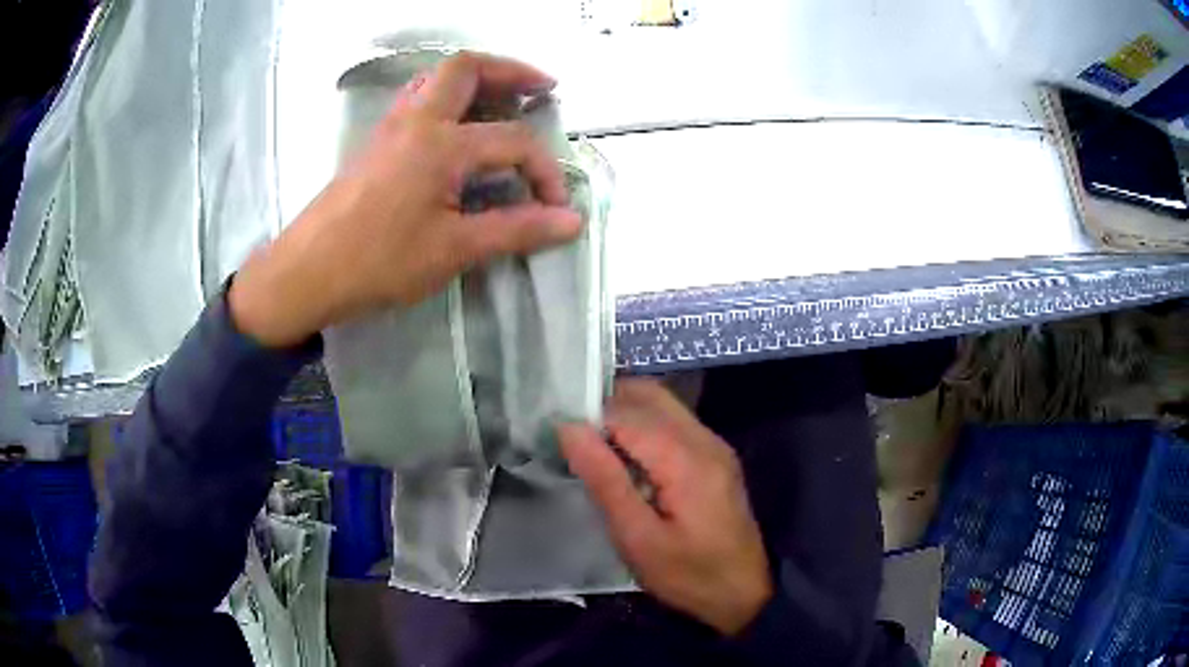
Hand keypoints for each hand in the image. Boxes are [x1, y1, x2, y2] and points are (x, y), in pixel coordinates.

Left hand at [231, 52, 581, 346]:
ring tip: (502, 100)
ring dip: (475, 80)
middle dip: (510, 71)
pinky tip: (456, 128)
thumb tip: (572, 221)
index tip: (556, 208)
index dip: (545, 171)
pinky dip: (446, 98)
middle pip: (467, 68)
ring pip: (436, 78)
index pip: (513, 142)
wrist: (307, 272)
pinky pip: (417, 100)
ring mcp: (391, 127)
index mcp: (442, 144)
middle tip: (541, 88)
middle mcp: (417, 120)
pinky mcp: (376, 142)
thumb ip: (515, 229)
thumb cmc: (378, 261)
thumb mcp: (453, 249)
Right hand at [559, 379, 772, 635]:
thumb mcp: (637, 537)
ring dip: (624, 413)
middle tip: (572, 436)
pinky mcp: (715, 456)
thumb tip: (569, 428)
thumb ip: (605, 479)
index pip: (626, 412)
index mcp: (686, 458)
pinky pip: (674, 422)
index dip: (588, 416)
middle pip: (649, 395)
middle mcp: (704, 438)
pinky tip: (624, 456)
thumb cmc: (687, 574)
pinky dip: (643, 426)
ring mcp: (714, 444)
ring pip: (662, 404)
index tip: (556, 435)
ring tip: (592, 446)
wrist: (744, 592)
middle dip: (606, 405)